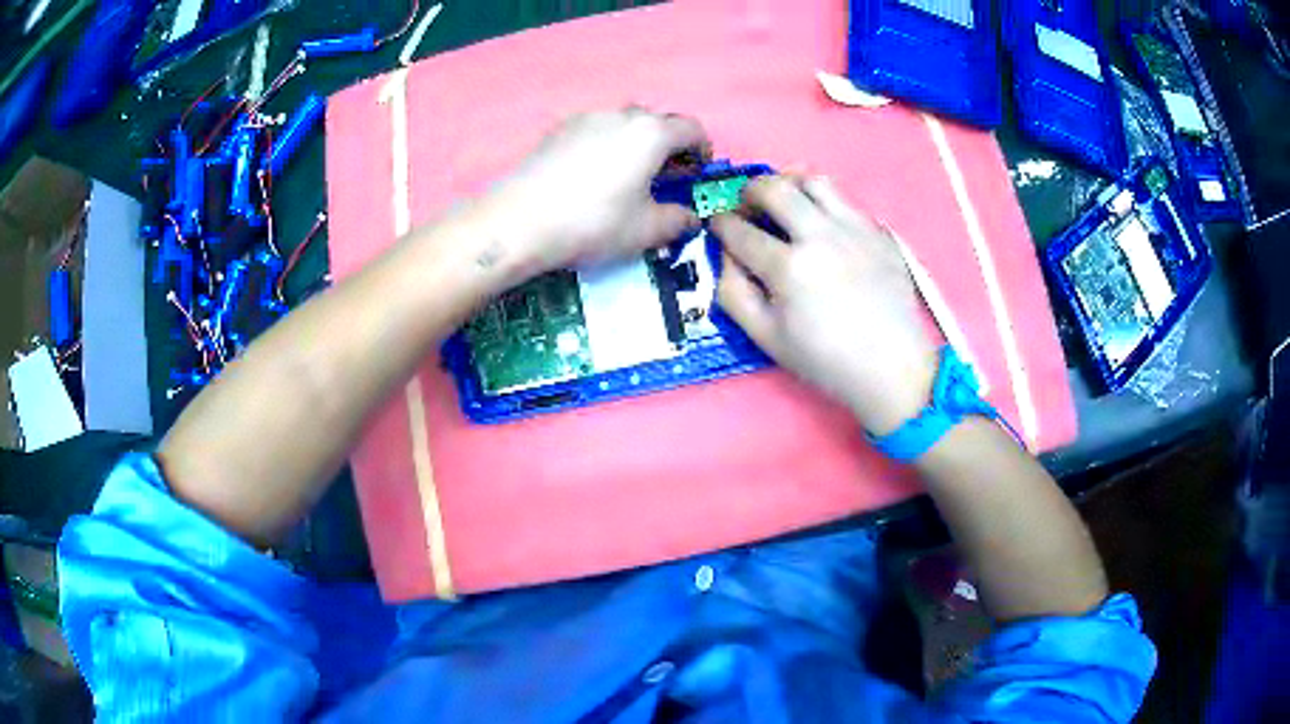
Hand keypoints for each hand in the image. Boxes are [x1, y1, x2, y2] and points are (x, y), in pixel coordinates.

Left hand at [487, 109, 709, 278]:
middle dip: (669, 146)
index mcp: (651, 133)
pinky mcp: (558, 129)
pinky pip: (595, 130)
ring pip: (624, 123)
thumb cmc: (594, 223)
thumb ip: (678, 220)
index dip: (702, 149)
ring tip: (629, 175)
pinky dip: (607, 145)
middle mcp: (621, 115)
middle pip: (657, 122)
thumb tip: (691, 218)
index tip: (699, 171)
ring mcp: (585, 118)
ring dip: (636, 143)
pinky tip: (594, 175)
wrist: (520, 221)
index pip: (691, 129)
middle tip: (667, 176)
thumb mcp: (646, 230)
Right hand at [713, 176, 937, 435]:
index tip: (717, 224)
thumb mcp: (766, 338)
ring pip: (813, 180)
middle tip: (747, 206)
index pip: (740, 230)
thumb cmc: (825, 359)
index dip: (720, 223)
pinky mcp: (878, 231)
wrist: (892, 366)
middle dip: (749, 191)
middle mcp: (820, 236)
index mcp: (788, 268)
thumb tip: (727, 255)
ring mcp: (854, 229)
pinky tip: (823, 225)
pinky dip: (824, 203)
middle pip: (774, 188)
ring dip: (789, 184)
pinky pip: (845, 200)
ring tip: (785, 201)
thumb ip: (734, 293)